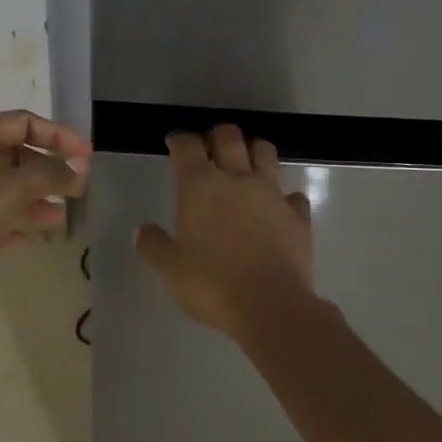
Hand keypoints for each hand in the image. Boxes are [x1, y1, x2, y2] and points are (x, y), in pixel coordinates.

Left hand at [0, 109, 89, 321]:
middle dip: (49, 170)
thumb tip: (77, 172)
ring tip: (64, 215)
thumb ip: (46, 177)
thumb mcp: (6, 192)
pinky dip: (17, 223)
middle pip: (16, 155)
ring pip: (7, 189)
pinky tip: (37, 237)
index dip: (58, 135)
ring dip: (37, 198)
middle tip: (79, 188)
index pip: (22, 123)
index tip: (87, 156)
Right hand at [134, 124, 316, 340]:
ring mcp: (272, 194)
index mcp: (200, 186)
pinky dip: (284, 196)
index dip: (179, 139)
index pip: (187, 146)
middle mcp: (237, 179)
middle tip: (210, 147)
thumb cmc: (212, 285)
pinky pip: (293, 194)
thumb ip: (153, 246)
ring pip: (265, 152)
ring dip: (254, 150)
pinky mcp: (298, 216)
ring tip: (247, 162)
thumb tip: (143, 230)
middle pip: (229, 136)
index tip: (174, 142)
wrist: (271, 306)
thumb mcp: (169, 270)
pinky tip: (279, 206)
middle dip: (217, 135)